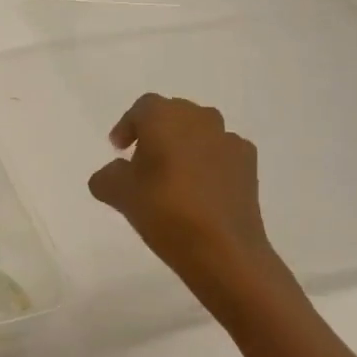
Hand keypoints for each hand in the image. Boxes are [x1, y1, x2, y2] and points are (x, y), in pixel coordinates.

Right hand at [87, 93, 296, 322]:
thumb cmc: (163, 210)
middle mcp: (199, 118)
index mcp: (164, 117)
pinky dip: (210, 163)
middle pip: (173, 115)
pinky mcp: (249, 164)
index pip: (142, 108)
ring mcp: (229, 140)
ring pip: (200, 132)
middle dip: (157, 132)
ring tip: (173, 175)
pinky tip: (201, 189)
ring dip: (185, 145)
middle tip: (143, 160)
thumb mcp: (117, 193)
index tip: (119, 149)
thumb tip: (114, 173)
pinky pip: (222, 153)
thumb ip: (107, 176)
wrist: (222, 248)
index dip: (128, 126)